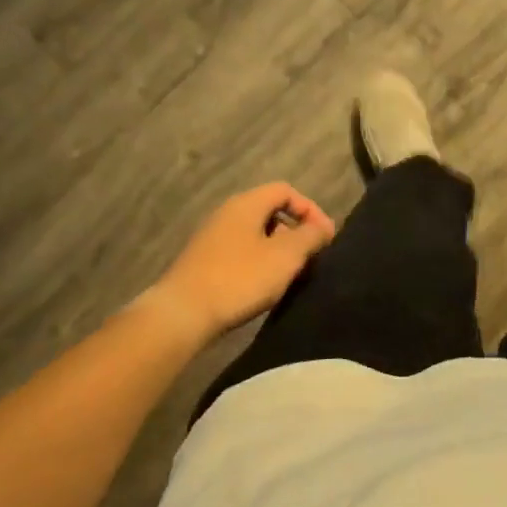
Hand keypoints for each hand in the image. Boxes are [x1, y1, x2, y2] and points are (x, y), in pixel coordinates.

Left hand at [152, 183, 336, 335]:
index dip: (310, 209)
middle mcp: (227, 213)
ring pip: (255, 234)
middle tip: (310, 255)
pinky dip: (258, 262)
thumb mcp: (286, 256)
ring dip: (277, 249)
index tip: (324, 237)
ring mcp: (211, 238)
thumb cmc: (240, 278)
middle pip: (270, 211)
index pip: (285, 191)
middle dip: (295, 231)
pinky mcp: (202, 262)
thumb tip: (323, 226)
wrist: (182, 315)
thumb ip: (310, 236)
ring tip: (290, 274)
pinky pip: (240, 252)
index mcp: (246, 204)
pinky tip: (263, 286)